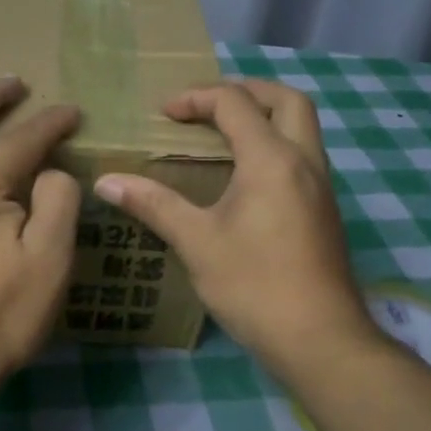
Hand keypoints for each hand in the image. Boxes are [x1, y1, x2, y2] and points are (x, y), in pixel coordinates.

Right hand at [94, 81, 382, 384]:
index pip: (235, 103)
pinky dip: (274, 145)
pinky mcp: (324, 210)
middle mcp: (304, 162)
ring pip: (301, 128)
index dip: (196, 99)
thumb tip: (106, 182)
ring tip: (222, 135)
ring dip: (264, 117)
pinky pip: (302, 155)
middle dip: (245, 91)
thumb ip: (153, 204)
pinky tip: (244, 178)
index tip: (164, 114)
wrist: (320, 339)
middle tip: (207, 105)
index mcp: (271, 160)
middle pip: (286, 100)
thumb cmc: (254, 285)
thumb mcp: (196, 242)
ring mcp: (321, 187)